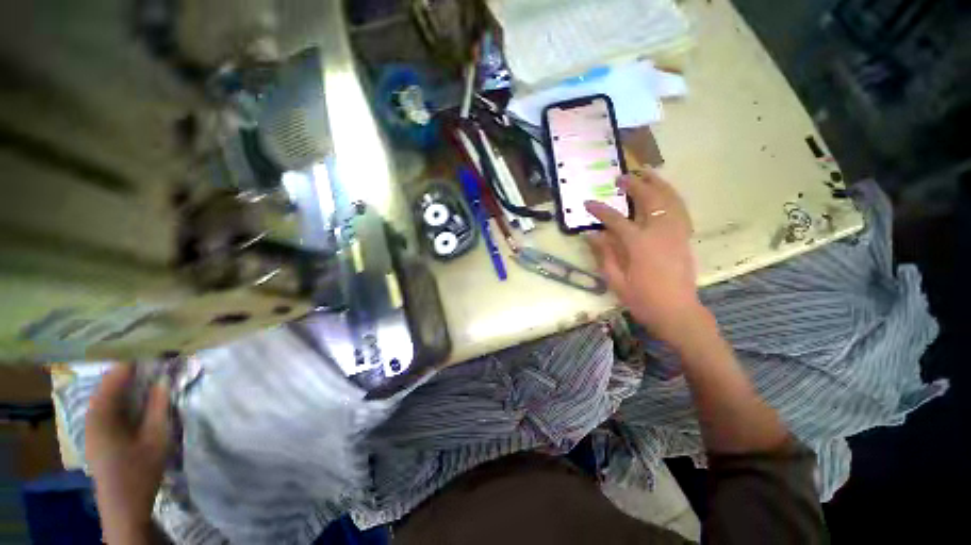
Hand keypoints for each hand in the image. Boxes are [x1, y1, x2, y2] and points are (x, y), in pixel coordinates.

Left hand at [86, 365, 169, 543]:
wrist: (124, 505)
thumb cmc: (140, 470)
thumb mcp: (157, 437)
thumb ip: (159, 405)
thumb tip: (165, 377)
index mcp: (102, 413)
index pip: (116, 373)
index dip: (137, 358)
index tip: (159, 346)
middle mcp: (92, 413)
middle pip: (110, 380)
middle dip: (134, 366)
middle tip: (160, 355)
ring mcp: (92, 423)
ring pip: (110, 391)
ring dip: (130, 380)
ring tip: (153, 369)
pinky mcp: (98, 431)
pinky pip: (110, 403)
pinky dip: (125, 393)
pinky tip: (140, 393)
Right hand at [586, 168, 704, 345]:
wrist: (677, 312)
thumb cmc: (643, 299)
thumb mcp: (615, 280)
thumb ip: (603, 254)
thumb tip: (590, 234)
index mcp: (639, 244)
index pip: (615, 220)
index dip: (600, 210)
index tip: (587, 203)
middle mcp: (660, 232)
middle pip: (648, 199)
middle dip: (633, 185)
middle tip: (620, 178)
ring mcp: (676, 233)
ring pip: (669, 199)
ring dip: (657, 183)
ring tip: (645, 173)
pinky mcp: (685, 237)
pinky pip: (680, 209)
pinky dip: (672, 196)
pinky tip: (665, 192)